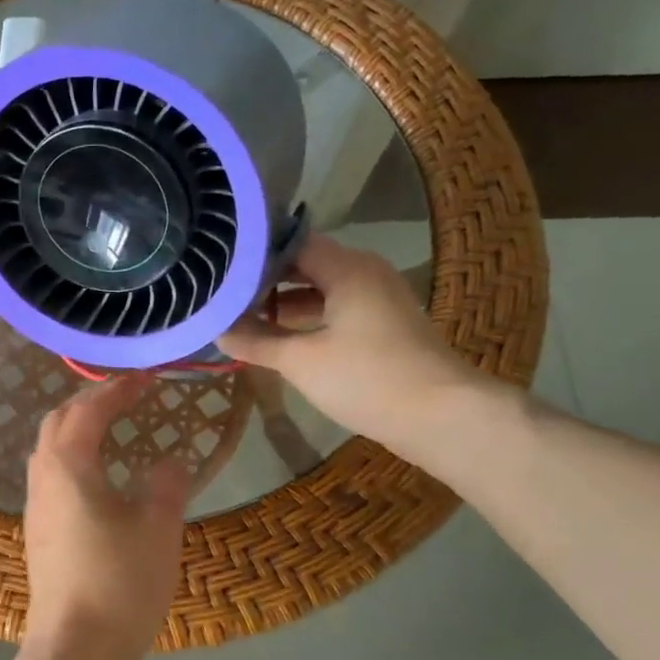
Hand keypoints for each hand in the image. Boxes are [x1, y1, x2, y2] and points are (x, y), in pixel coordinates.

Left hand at [24, 377, 190, 658]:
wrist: (76, 648)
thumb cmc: (120, 581)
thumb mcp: (158, 527)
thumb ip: (167, 484)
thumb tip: (171, 460)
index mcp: (69, 465)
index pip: (89, 410)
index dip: (117, 390)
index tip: (146, 379)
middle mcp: (43, 478)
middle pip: (58, 422)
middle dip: (89, 402)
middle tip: (126, 399)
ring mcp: (35, 507)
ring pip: (48, 450)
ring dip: (76, 430)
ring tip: (110, 432)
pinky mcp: (37, 533)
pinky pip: (50, 477)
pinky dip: (71, 459)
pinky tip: (96, 479)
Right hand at [217, 237, 487, 456]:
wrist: (442, 416)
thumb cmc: (367, 378)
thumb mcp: (300, 361)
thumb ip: (256, 341)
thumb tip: (217, 330)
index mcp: (347, 268)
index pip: (292, 243)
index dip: (254, 252)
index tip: (220, 264)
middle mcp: (365, 273)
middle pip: (306, 264)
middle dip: (266, 279)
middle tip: (224, 291)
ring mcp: (379, 299)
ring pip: (322, 289)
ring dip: (285, 301)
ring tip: (243, 315)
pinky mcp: (385, 326)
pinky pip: (337, 309)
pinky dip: (308, 318)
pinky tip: (281, 338)